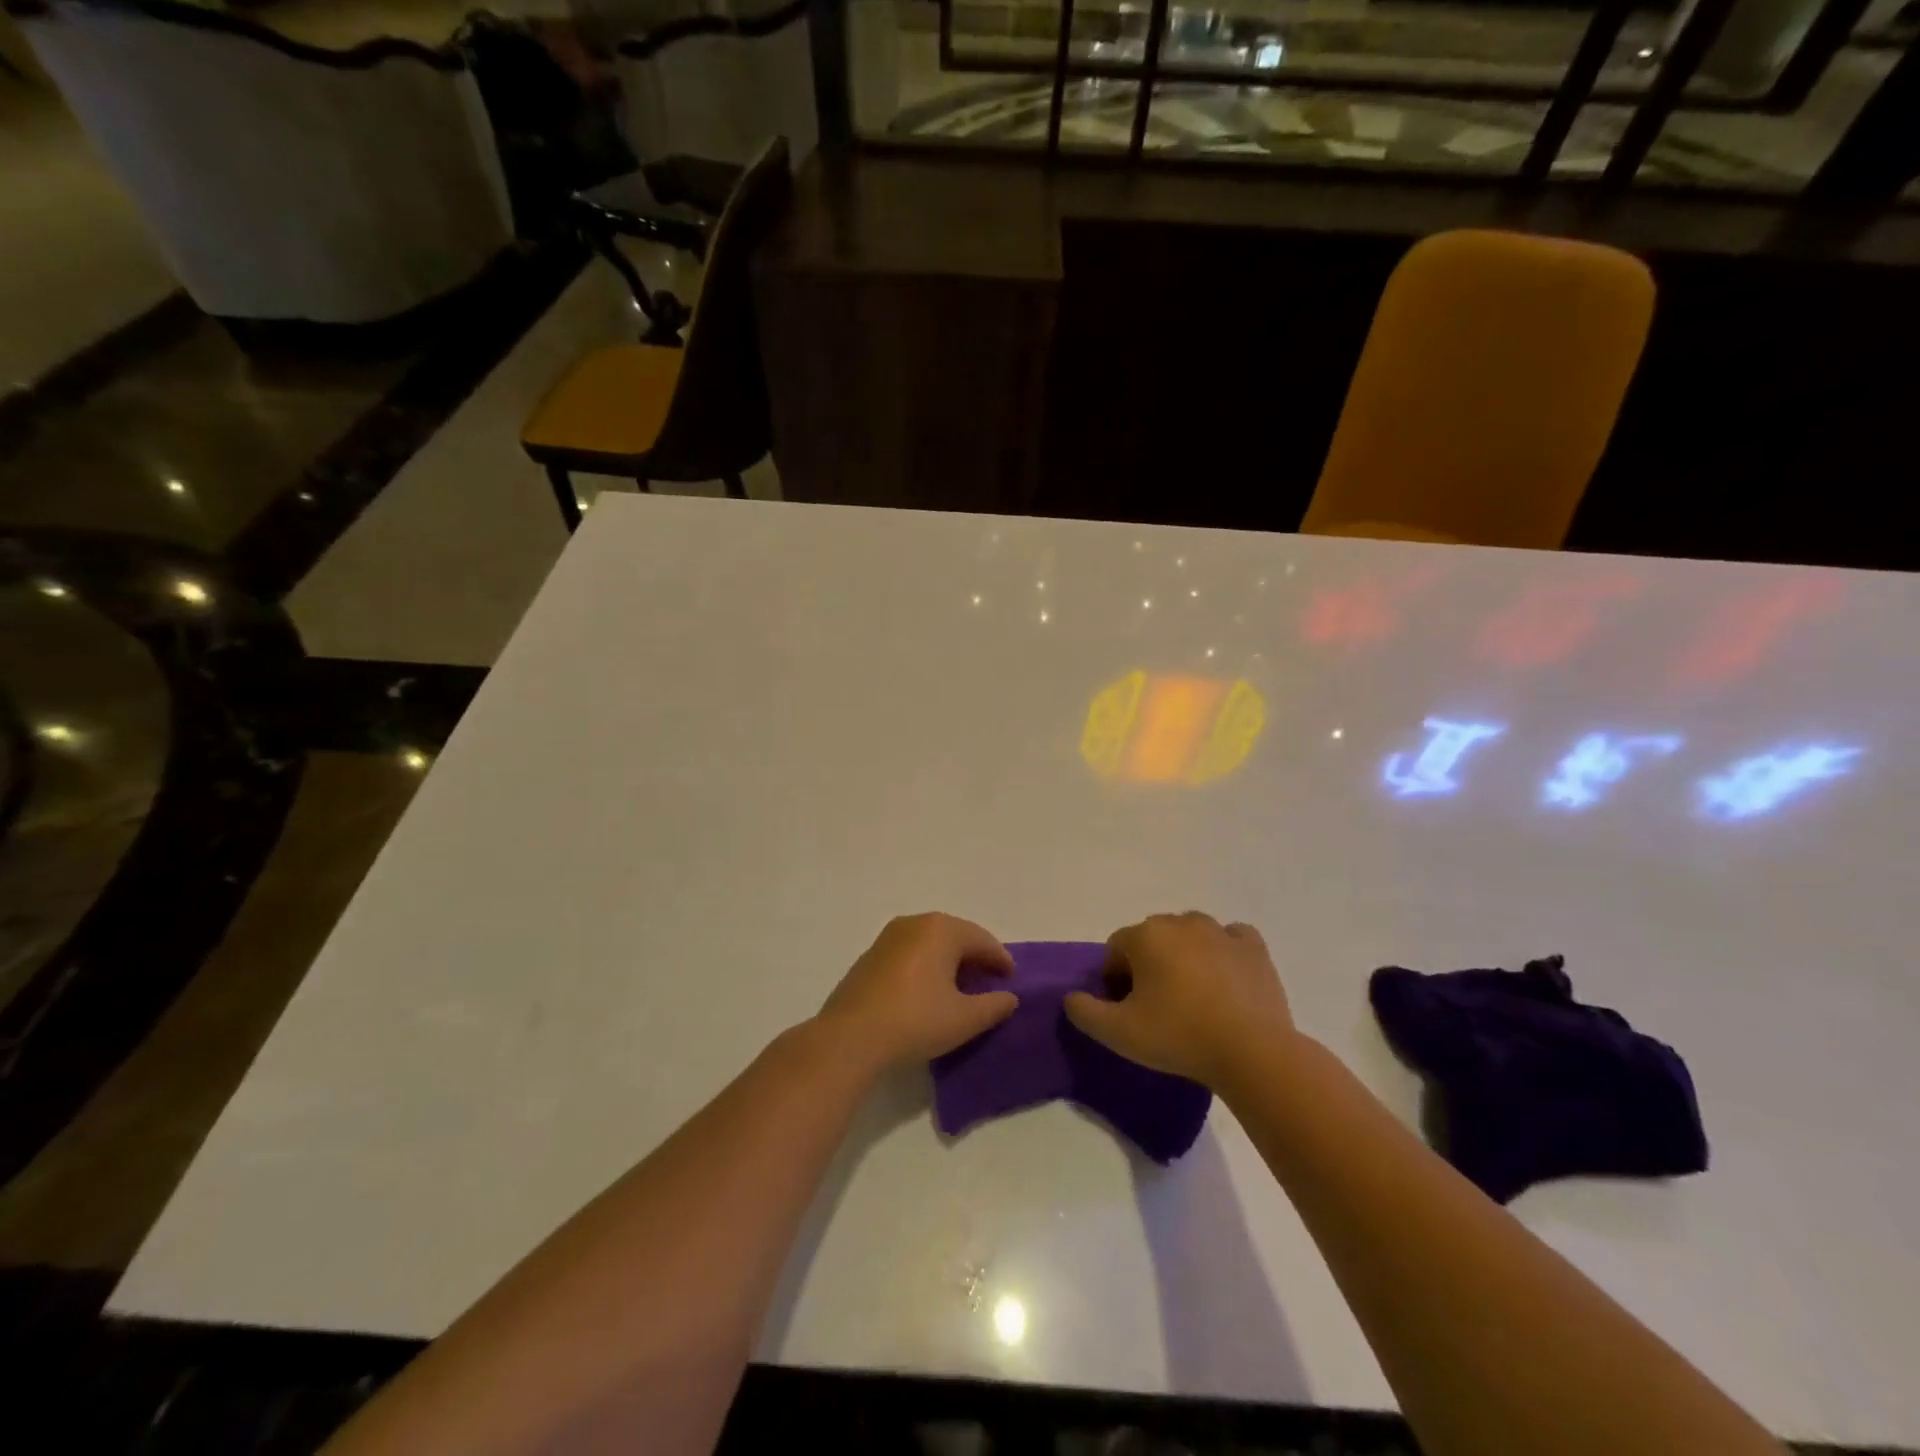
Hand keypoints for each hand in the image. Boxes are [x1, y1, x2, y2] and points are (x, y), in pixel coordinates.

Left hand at [817, 913, 1018, 1069]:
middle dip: (975, 957)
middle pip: (956, 936)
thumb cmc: (916, 1021)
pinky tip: (928, 992)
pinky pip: (910, 954)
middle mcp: (915, 923)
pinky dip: (926, 966)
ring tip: (960, 988)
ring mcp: (888, 937)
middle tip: (989, 981)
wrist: (850, 1037)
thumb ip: (994, 1006)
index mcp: (941, 929)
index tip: (1012, 980)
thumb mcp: (965, 1019)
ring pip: (930, 943)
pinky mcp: (870, 956)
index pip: (982, 940)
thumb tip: (1009, 998)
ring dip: (949, 961)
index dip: (1001, 960)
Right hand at [1064, 912, 1293, 1087]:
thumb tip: (1071, 997)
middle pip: (1152, 938)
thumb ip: (1084, 1012)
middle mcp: (1181, 922)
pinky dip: (1224, 952)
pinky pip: (1231, 939)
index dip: (1115, 979)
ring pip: (1190, 934)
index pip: (1115, 949)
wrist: (1252, 1051)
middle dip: (1148, 965)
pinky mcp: (1253, 948)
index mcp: (1146, 935)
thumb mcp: (1118, 1033)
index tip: (1127, 1010)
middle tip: (1157, 1007)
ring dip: (1184, 956)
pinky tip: (1225, 979)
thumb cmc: (1179, 1036)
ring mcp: (1221, 931)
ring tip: (1192, 996)